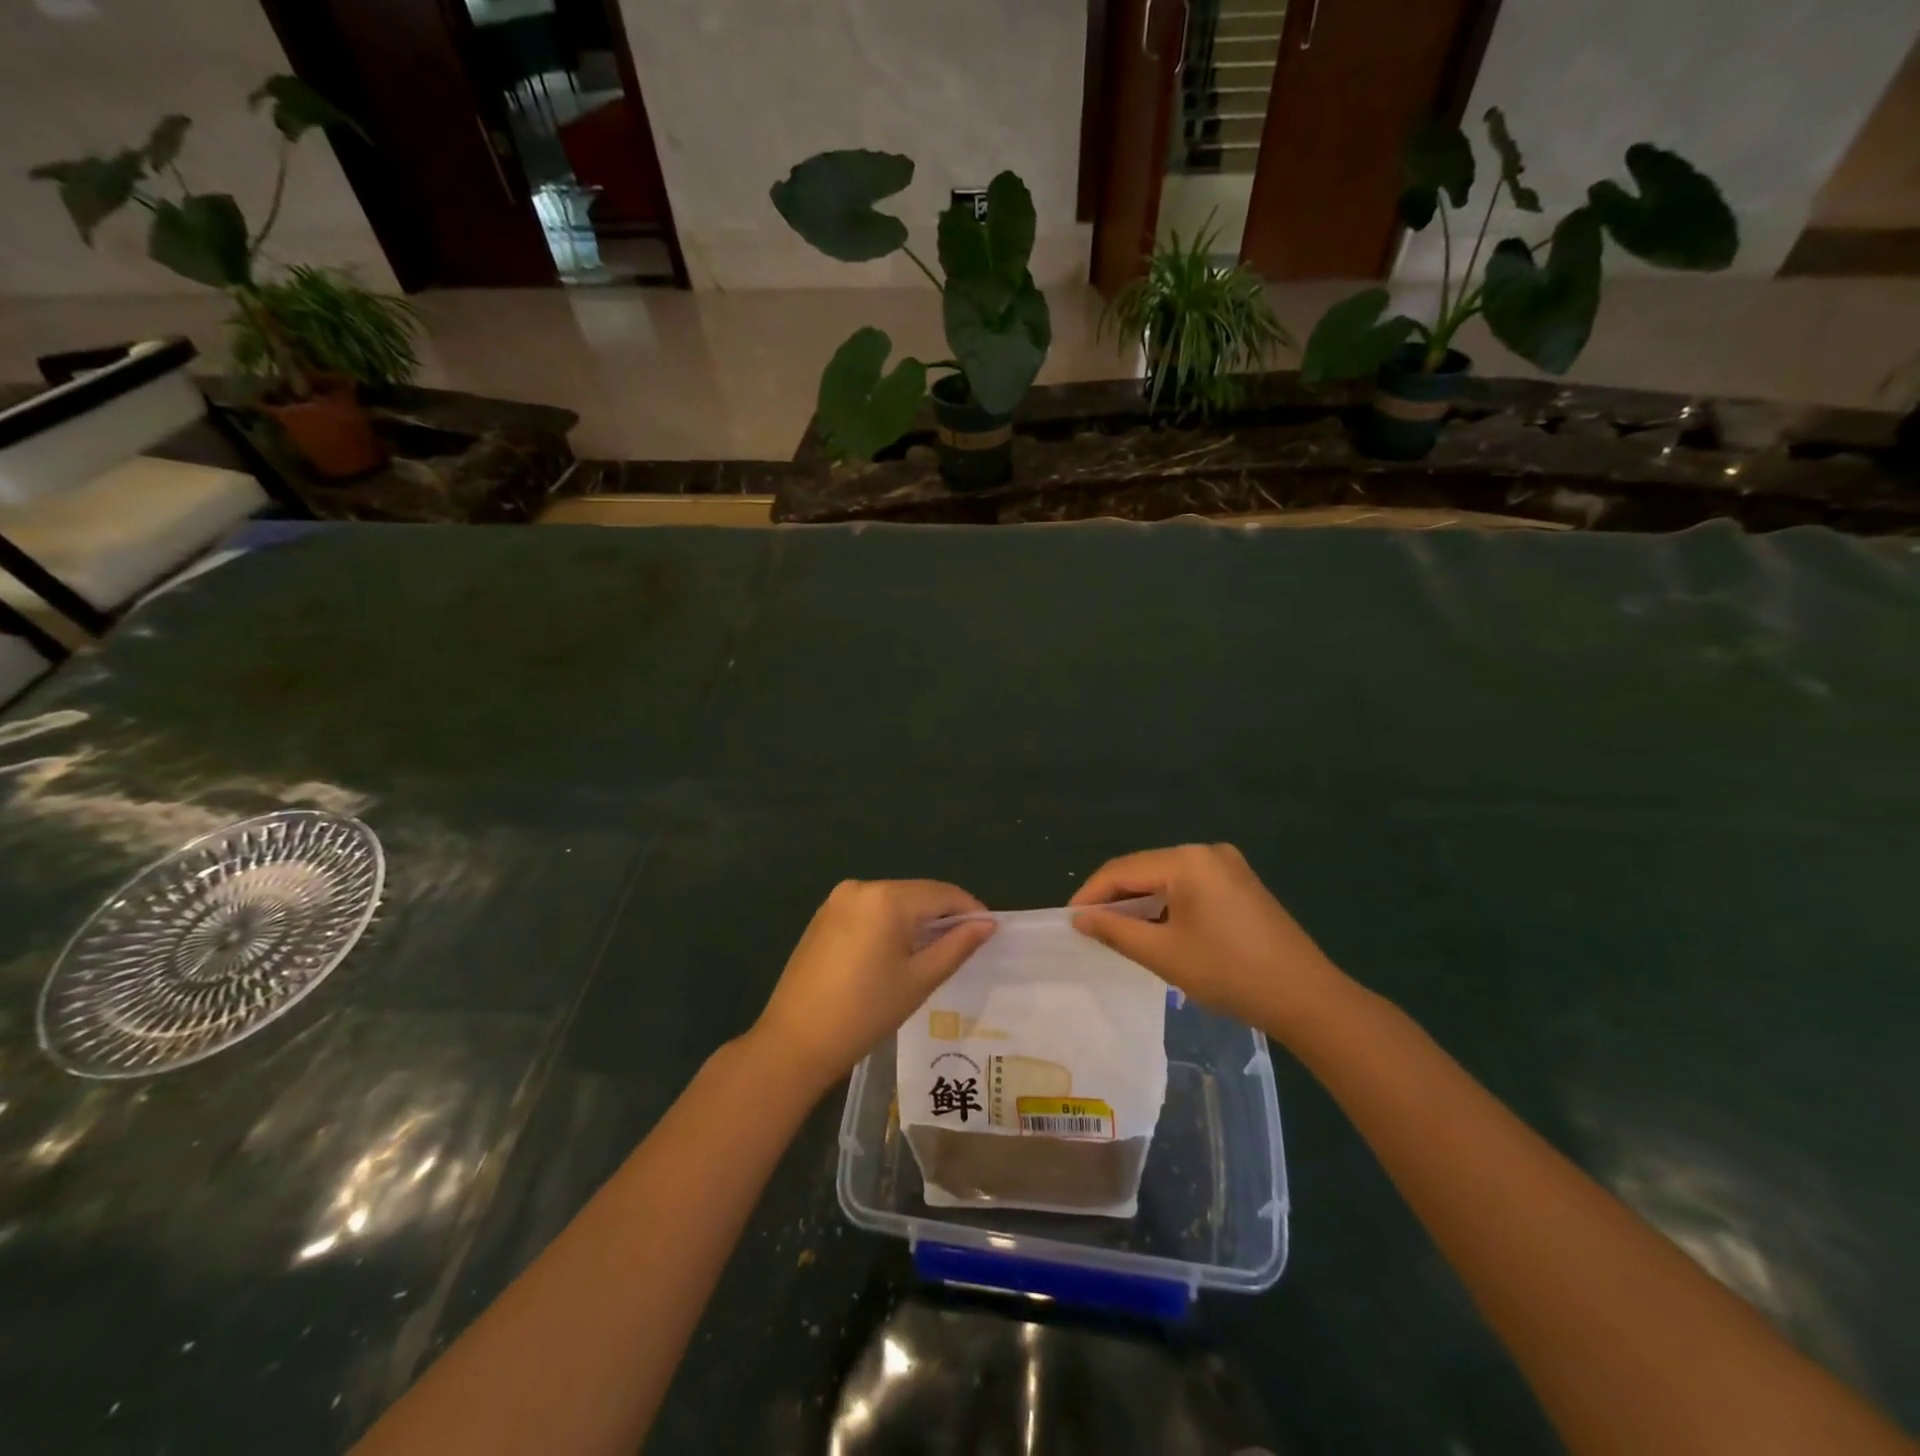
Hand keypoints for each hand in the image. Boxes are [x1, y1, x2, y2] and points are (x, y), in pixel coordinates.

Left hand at [750, 880, 995, 1094]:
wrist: (795, 1041)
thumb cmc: (865, 1012)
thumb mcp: (919, 980)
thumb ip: (956, 945)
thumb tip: (987, 923)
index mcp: (887, 898)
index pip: (942, 893)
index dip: (970, 909)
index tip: (989, 931)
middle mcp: (861, 887)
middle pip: (917, 894)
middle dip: (943, 915)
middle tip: (965, 945)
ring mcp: (838, 900)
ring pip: (893, 901)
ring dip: (916, 920)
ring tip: (934, 952)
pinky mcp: (824, 916)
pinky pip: (870, 910)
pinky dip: (889, 924)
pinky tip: (896, 953)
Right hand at [1070, 844, 1348, 1037]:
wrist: (1306, 998)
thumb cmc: (1228, 973)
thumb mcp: (1163, 954)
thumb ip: (1115, 930)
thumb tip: (1080, 918)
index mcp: (1187, 860)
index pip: (1122, 869)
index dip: (1091, 894)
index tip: (1069, 920)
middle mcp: (1207, 851)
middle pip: (1145, 869)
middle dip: (1115, 898)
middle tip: (1090, 928)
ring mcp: (1228, 865)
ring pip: (1166, 878)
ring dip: (1141, 902)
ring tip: (1118, 931)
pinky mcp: (1240, 883)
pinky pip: (1189, 886)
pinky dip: (1167, 904)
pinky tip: (1157, 929)